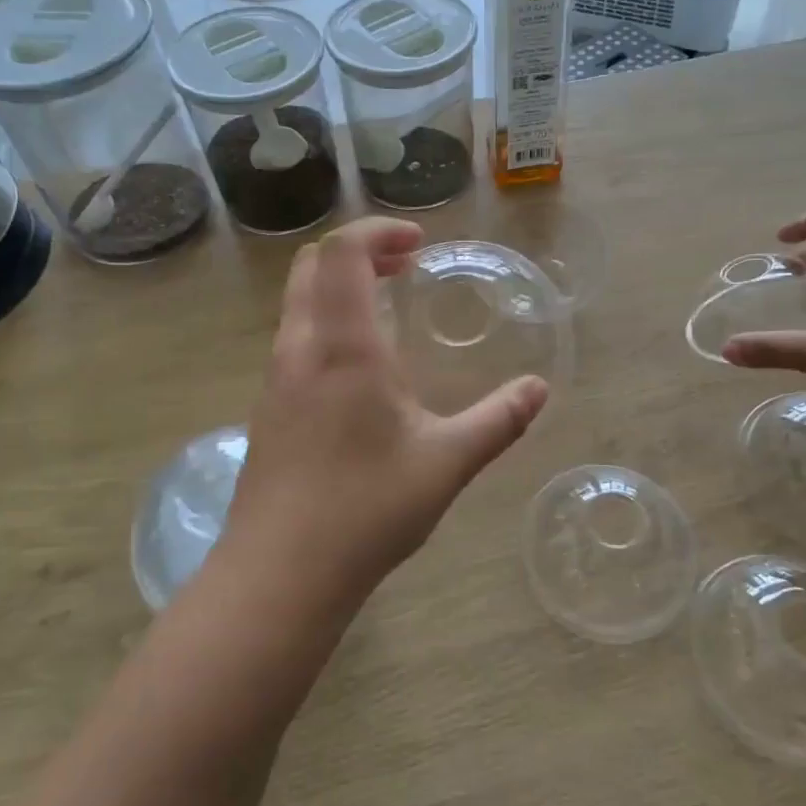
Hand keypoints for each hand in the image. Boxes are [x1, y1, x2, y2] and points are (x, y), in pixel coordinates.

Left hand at [223, 217, 549, 608]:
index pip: (342, 253)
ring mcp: (275, 379)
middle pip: (311, 266)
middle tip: (405, 267)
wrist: (280, 573)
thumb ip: (498, 421)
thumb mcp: (446, 463)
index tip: (417, 244)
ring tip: (387, 311)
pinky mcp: (267, 409)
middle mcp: (300, 349)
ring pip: (298, 303)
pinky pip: (294, 338)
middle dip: (359, 252)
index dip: (378, 231)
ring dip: (339, 288)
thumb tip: (538, 390)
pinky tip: (360, 370)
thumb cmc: (366, 509)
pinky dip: (326, 323)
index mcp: (343, 347)